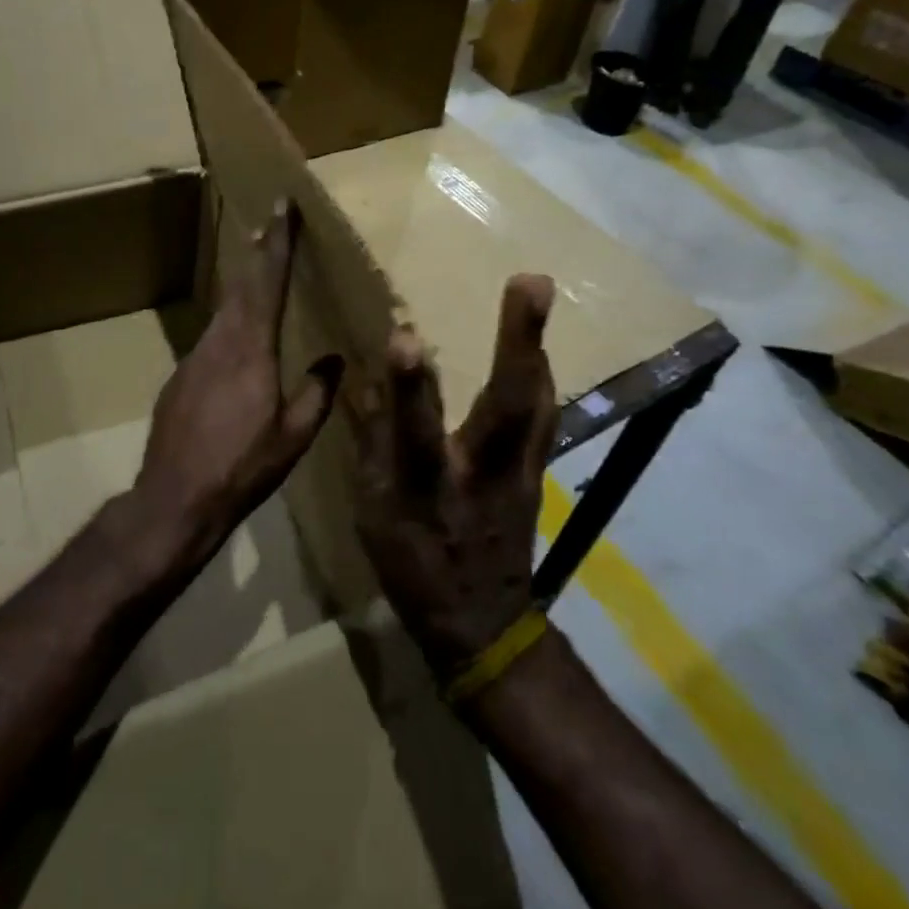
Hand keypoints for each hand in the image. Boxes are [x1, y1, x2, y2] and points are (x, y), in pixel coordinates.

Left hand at [136, 200, 342, 560]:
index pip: (268, 281)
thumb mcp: (293, 436)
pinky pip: (212, 337)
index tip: (282, 206)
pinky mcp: (180, 376)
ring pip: (224, 309)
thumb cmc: (242, 467)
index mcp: (251, 348)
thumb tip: (334, 360)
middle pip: (241, 285)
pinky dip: (229, 321)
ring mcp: (194, 357)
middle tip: (269, 224)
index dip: (278, 242)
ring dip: (243, 285)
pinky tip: (238, 336)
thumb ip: (317, 392)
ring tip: (257, 268)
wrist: (174, 498)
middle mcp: (220, 341)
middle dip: (258, 251)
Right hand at [352, 275, 558, 675]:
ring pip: (537, 403)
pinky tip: (538, 350)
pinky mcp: (539, 474)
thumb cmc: (413, 566)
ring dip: (536, 347)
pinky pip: (542, 416)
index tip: (404, 333)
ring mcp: (521, 473)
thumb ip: (373, 442)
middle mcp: (482, 473)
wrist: (480, 625)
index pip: (415, 430)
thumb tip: (366, 379)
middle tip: (531, 283)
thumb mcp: (373, 512)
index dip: (409, 385)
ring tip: (533, 294)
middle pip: (508, 406)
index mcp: (427, 486)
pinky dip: (539, 376)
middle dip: (519, 342)